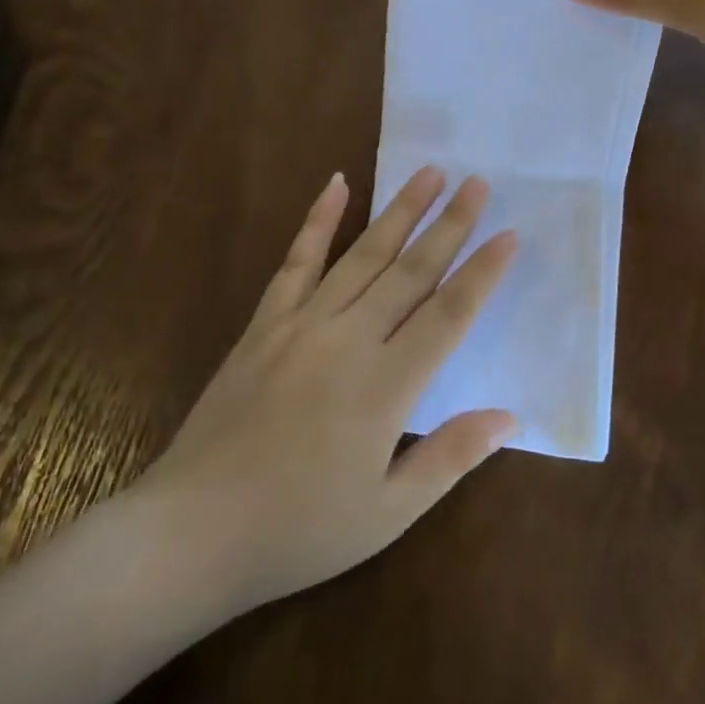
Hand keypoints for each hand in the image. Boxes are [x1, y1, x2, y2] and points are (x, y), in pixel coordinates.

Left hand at [137, 167, 517, 611]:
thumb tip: (509, 416)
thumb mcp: (387, 513)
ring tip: (429, 173)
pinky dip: (318, 220)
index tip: (509, 234)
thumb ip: (450, 457)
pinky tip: (336, 184)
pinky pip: (296, 261)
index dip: (482, 273)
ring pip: (361, 255)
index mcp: (385, 387)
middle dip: (450, 225)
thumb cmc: (298, 530)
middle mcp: (348, 340)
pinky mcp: (264, 323)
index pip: (448, 315)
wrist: (195, 528)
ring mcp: (301, 324)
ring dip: (399, 211)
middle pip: (410, 272)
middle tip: (478, 183)